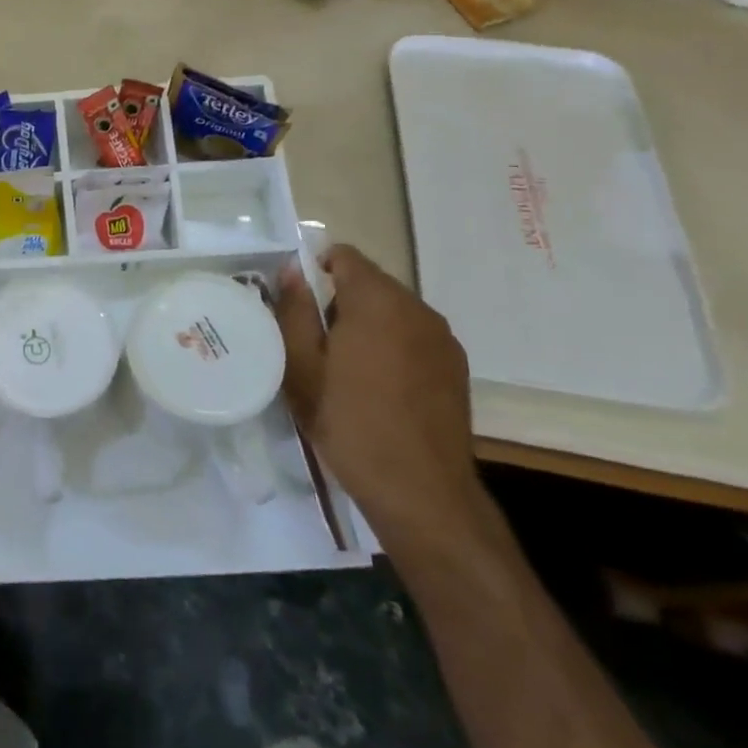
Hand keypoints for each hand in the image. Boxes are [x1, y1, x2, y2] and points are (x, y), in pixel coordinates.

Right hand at [276, 244, 483, 552]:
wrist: (421, 492)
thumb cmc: (350, 422)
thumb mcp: (302, 367)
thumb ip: (294, 310)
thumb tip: (291, 271)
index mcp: (378, 301)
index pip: (344, 256)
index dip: (314, 269)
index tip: (296, 303)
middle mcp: (417, 309)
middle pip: (369, 282)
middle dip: (338, 299)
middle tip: (313, 340)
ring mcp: (442, 339)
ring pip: (392, 310)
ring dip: (366, 323)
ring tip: (343, 365)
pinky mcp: (456, 367)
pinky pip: (413, 336)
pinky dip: (391, 344)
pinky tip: (377, 384)